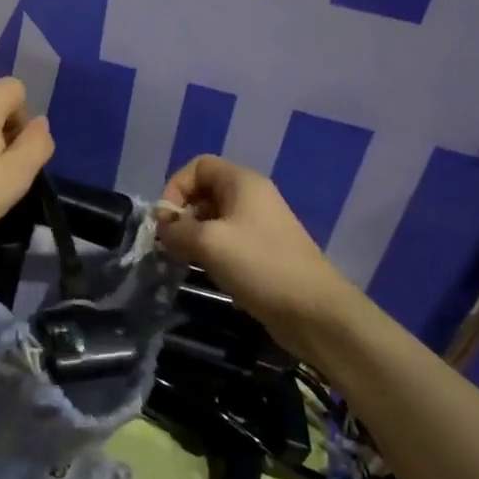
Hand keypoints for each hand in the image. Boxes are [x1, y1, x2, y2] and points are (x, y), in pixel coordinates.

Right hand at [157, 155, 354, 332]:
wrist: (315, 312)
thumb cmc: (260, 265)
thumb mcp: (209, 243)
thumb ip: (177, 231)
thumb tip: (163, 230)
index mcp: (242, 182)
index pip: (198, 166)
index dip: (176, 187)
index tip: (167, 220)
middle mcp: (252, 197)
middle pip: (205, 191)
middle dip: (182, 213)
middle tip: (170, 242)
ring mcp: (259, 225)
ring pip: (214, 218)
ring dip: (194, 235)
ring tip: (183, 259)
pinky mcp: (263, 252)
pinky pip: (227, 240)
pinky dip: (210, 250)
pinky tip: (205, 271)